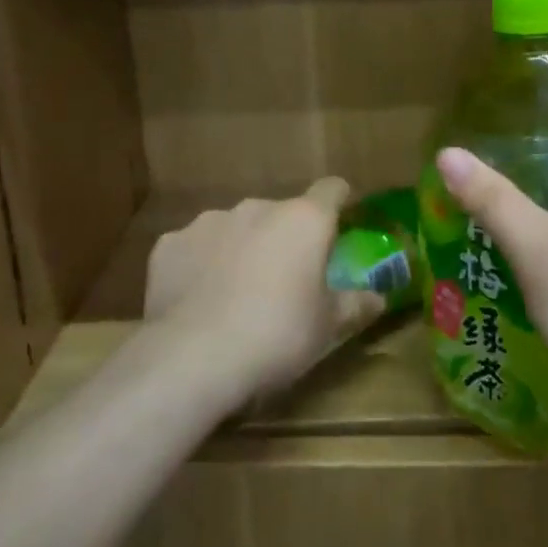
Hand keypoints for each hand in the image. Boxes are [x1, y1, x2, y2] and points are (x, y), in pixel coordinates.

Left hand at [144, 179, 384, 403]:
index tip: (340, 224)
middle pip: (281, 213)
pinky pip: (195, 247)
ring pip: (236, 227)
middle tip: (286, 278)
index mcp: (303, 220)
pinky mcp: (169, 244)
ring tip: (236, 292)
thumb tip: (378, 298)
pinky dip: (201, 264)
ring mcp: (208, 222)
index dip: (339, 202)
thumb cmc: (277, 335)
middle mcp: (257, 208)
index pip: (332, 189)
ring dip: (243, 247)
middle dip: (285, 237)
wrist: (193, 356)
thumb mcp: (327, 327)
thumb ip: (355, 305)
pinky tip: (198, 299)